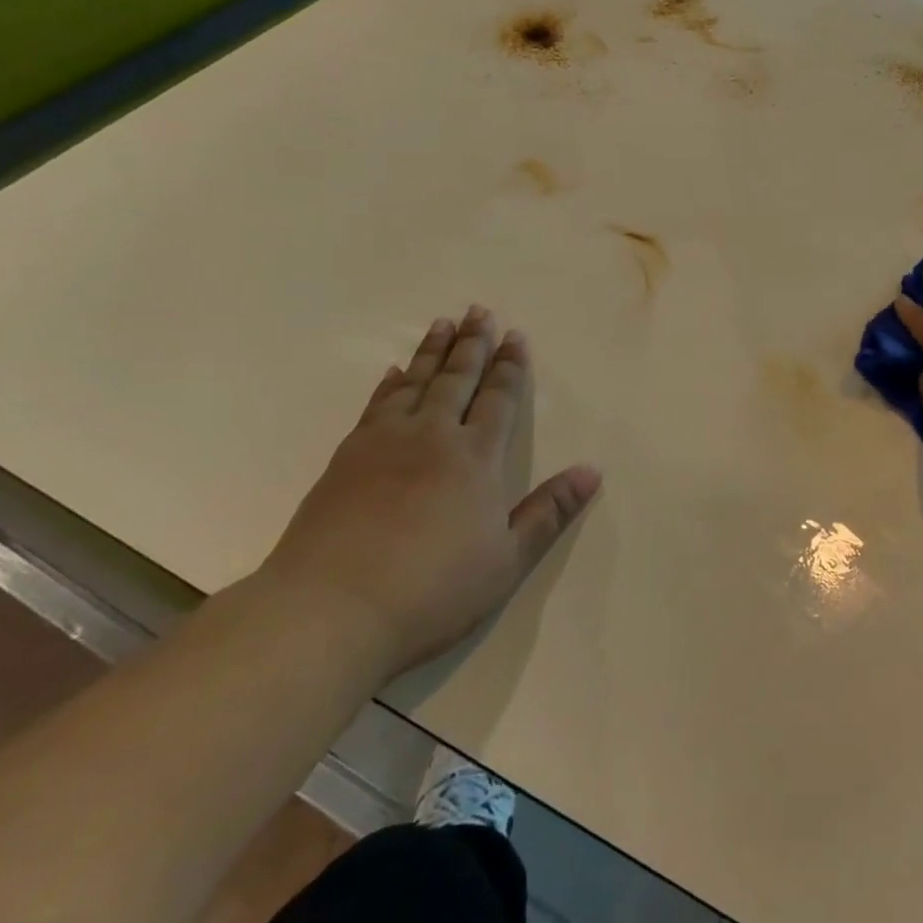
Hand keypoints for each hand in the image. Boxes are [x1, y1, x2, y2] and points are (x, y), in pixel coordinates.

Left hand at [260, 308, 601, 677]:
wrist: (330, 611)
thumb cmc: (432, 590)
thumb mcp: (506, 560)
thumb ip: (549, 512)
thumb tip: (592, 472)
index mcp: (475, 457)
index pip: (498, 399)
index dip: (509, 367)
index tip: (515, 335)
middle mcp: (433, 437)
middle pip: (457, 379)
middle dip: (472, 344)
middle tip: (478, 311)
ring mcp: (384, 444)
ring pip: (415, 384)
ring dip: (432, 352)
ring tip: (442, 323)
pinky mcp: (346, 459)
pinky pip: (376, 406)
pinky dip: (389, 385)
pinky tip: (393, 373)